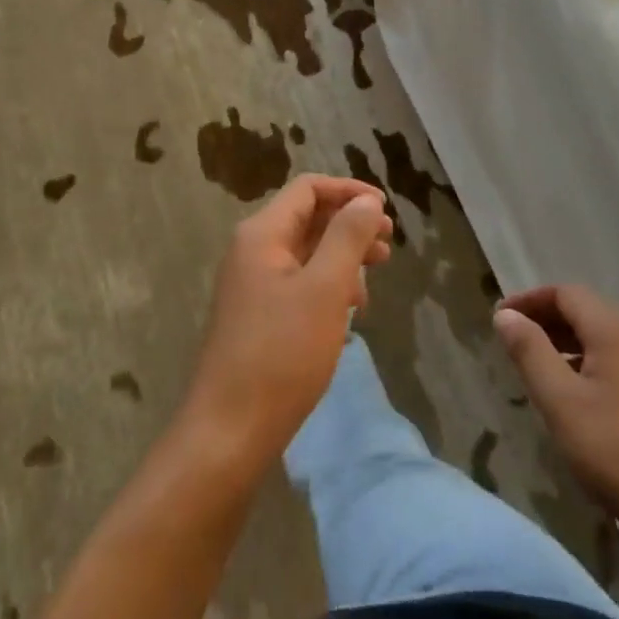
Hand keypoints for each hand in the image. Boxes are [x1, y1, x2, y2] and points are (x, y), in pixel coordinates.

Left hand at [183, 175, 392, 463]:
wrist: (230, 430)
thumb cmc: (282, 353)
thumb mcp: (325, 289)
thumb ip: (347, 237)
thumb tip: (366, 201)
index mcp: (262, 234)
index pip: (308, 189)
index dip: (349, 191)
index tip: (385, 211)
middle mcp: (253, 250)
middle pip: (307, 217)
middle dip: (350, 224)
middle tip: (388, 244)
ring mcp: (253, 284)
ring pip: (306, 251)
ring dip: (343, 255)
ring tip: (377, 274)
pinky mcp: (258, 314)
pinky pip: (299, 281)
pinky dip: (328, 283)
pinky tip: (350, 308)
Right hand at [494, 285, 618, 551]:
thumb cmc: (616, 451)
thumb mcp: (560, 400)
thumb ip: (529, 351)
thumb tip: (505, 314)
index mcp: (613, 328)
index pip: (564, 293)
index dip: (528, 301)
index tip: (499, 319)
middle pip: (584, 310)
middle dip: (545, 319)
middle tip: (512, 342)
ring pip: (601, 336)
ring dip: (565, 342)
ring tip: (536, 368)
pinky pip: (616, 358)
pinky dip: (587, 361)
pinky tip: (574, 394)